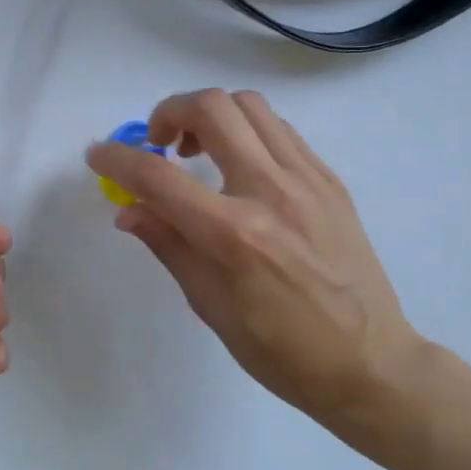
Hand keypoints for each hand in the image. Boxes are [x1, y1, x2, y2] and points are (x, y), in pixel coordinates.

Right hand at [86, 89, 423, 426]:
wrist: (371, 363)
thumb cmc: (282, 350)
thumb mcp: (210, 306)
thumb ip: (168, 245)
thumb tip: (128, 209)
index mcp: (234, 235)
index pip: (158, 177)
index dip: (117, 159)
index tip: (98, 155)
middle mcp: (271, 192)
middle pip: (211, 109)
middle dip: (168, 113)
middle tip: (158, 144)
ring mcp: (308, 180)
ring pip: (249, 106)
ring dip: (210, 114)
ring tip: (196, 148)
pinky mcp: (330, 181)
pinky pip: (279, 129)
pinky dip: (245, 130)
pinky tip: (238, 164)